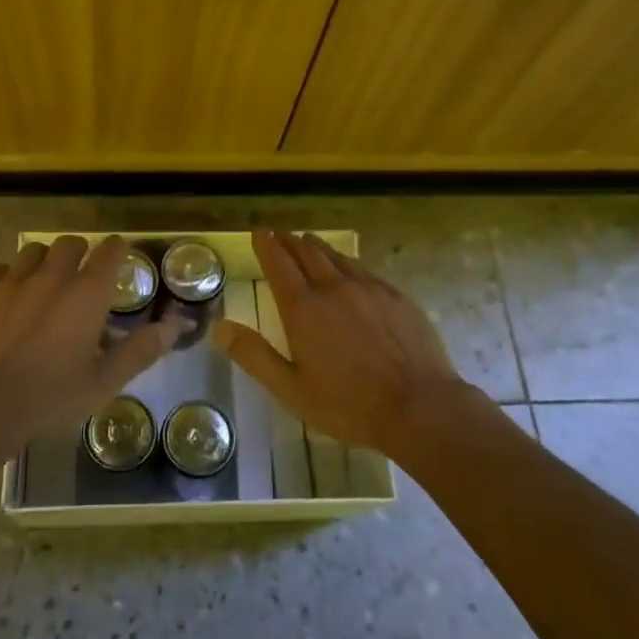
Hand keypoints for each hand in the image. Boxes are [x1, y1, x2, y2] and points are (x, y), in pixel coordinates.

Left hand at [0, 235, 176, 458]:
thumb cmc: (50, 398)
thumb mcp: (104, 382)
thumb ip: (141, 349)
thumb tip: (176, 323)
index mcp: (86, 294)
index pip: (110, 251)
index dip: (118, 249)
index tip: (120, 256)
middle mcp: (51, 277)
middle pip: (70, 244)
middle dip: (81, 252)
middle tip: (83, 274)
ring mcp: (10, 282)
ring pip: (33, 251)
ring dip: (44, 260)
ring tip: (45, 283)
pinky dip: (7, 276)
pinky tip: (7, 296)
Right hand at [211, 228, 485, 457]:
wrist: (420, 406)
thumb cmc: (348, 404)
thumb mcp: (290, 389)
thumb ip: (254, 355)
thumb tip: (218, 327)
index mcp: (304, 308)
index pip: (279, 264)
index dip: (267, 245)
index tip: (259, 232)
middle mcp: (334, 288)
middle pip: (308, 253)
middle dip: (290, 241)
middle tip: (281, 234)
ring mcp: (369, 289)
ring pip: (338, 257)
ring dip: (318, 247)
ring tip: (309, 241)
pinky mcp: (396, 297)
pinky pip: (364, 269)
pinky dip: (348, 262)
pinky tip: (350, 268)